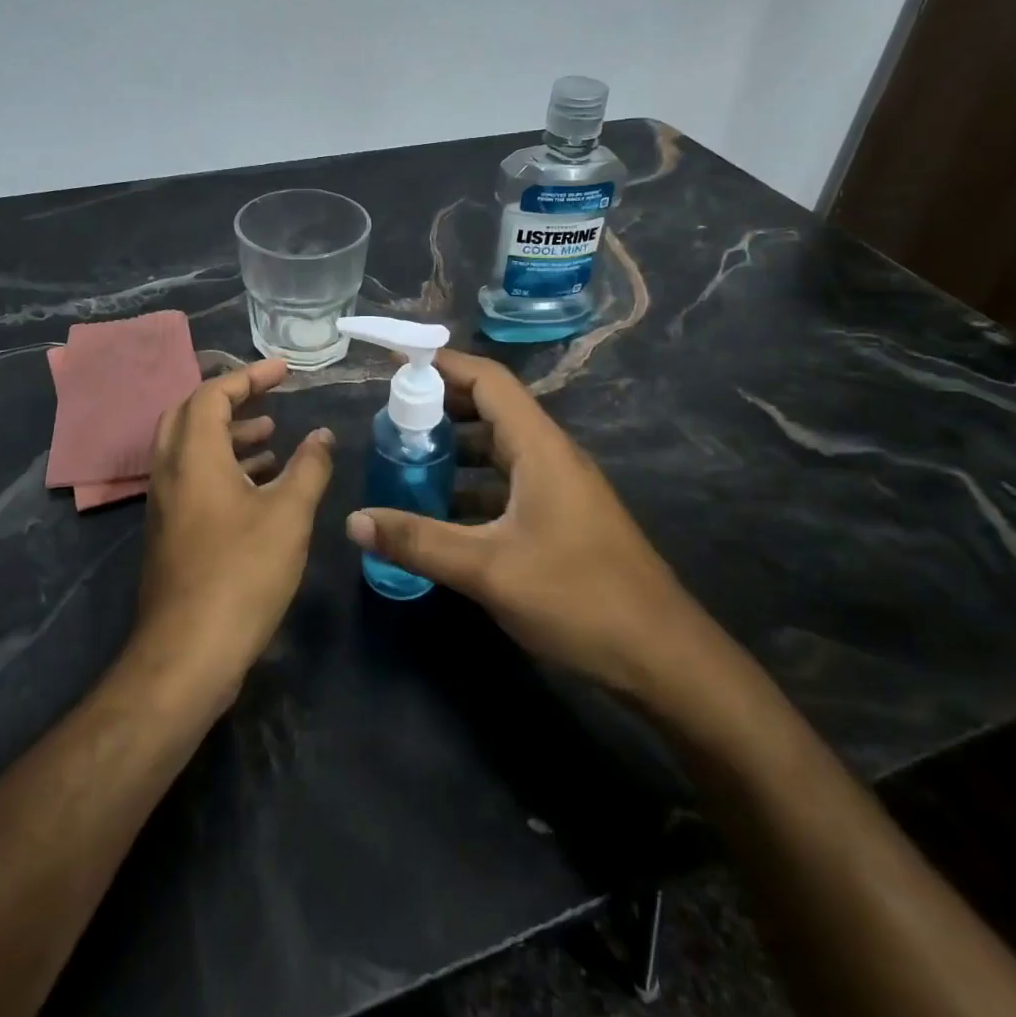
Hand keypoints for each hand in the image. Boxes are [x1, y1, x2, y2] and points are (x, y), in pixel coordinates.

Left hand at [136, 358, 333, 696]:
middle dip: (231, 399)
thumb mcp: (289, 515)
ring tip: (272, 436)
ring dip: (229, 435)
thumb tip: (322, 436)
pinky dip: (223, 467)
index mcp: (193, 456)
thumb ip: (309, 468)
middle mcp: (170, 471)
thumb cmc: (241, 574)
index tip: (284, 371)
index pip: (212, 393)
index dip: (249, 376)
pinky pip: (193, 479)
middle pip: (191, 414)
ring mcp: (165, 504)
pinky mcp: (169, 532)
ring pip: (191, 449)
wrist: (187, 653)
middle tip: (270, 397)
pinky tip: (258, 485)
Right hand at [346, 350, 698, 697]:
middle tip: (389, 417)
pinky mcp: (561, 518)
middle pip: (491, 409)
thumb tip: (354, 520)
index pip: (488, 380)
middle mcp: (550, 456)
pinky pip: (507, 484)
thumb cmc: (578, 597)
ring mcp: (559, 488)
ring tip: (405, 459)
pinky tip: (440, 512)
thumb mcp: (489, 569)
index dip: (442, 364)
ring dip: (455, 448)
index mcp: (539, 447)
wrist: (661, 656)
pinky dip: (471, 486)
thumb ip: (419, 541)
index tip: (395, 361)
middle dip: (440, 406)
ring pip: (498, 449)